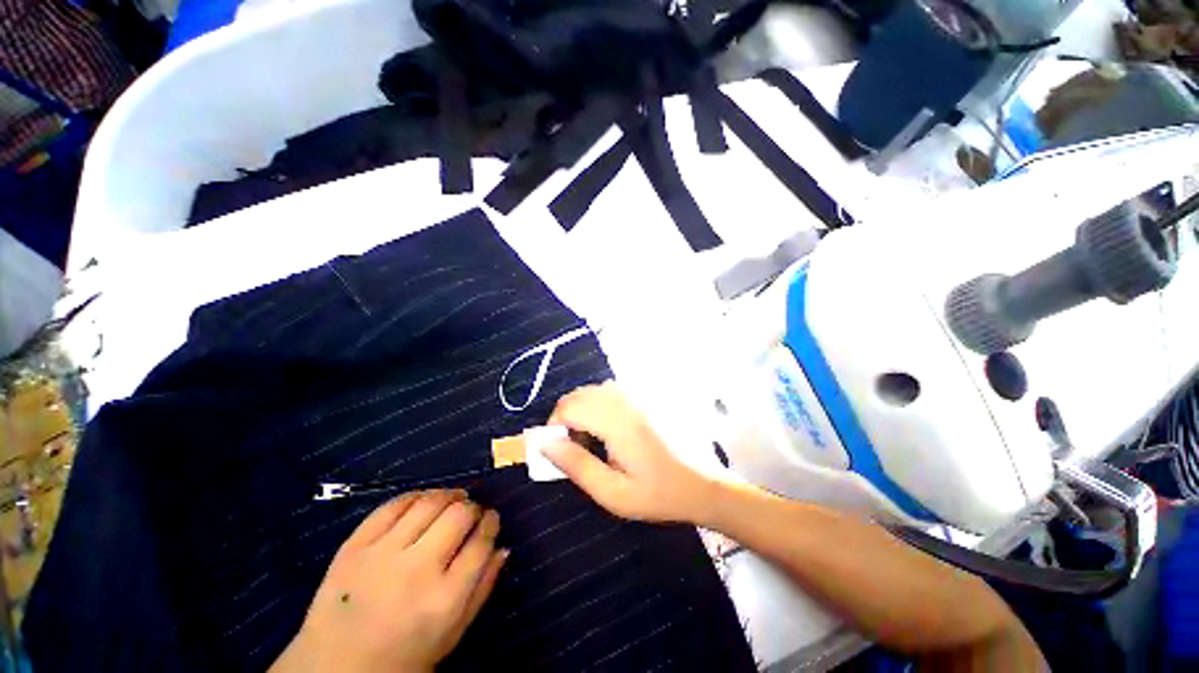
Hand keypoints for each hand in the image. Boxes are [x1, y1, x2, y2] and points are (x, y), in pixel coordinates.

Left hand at [271, 490, 507, 672]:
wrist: (334, 670)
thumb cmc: (404, 657)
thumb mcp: (452, 634)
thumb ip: (483, 589)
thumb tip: (503, 547)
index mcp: (444, 599)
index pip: (482, 542)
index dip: (492, 523)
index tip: (492, 519)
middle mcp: (416, 570)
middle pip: (459, 516)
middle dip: (474, 508)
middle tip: (473, 512)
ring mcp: (382, 555)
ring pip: (429, 503)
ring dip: (449, 495)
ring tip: (455, 499)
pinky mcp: (354, 546)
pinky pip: (392, 505)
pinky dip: (415, 496)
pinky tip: (423, 501)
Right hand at [544, 381, 714, 523]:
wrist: (704, 482)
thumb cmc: (659, 492)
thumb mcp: (613, 492)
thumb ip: (576, 465)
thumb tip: (546, 445)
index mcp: (617, 420)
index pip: (567, 407)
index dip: (554, 428)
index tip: (561, 452)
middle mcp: (626, 398)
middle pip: (578, 395)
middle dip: (567, 419)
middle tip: (578, 449)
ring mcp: (638, 393)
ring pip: (592, 391)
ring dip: (583, 412)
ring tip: (596, 442)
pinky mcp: (646, 394)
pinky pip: (610, 391)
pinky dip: (600, 406)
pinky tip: (613, 429)